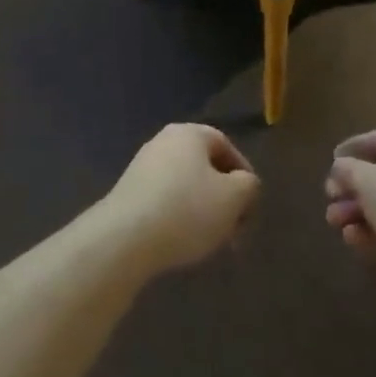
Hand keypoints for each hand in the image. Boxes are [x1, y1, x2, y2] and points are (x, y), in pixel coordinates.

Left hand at [101, 123, 258, 275]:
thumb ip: (249, 185)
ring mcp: (142, 167)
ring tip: (211, 241)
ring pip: (186, 186)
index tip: (251, 205)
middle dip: (224, 198)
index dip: (244, 174)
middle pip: (205, 167)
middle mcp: (164, 142)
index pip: (226, 145)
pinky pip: (164, 201)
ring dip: (203, 211)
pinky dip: (179, 218)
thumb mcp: (234, 197)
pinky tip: (183, 243)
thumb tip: (244, 184)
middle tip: (234, 229)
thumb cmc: (187, 209)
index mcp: (190, 133)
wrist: (124, 238)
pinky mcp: (128, 193)